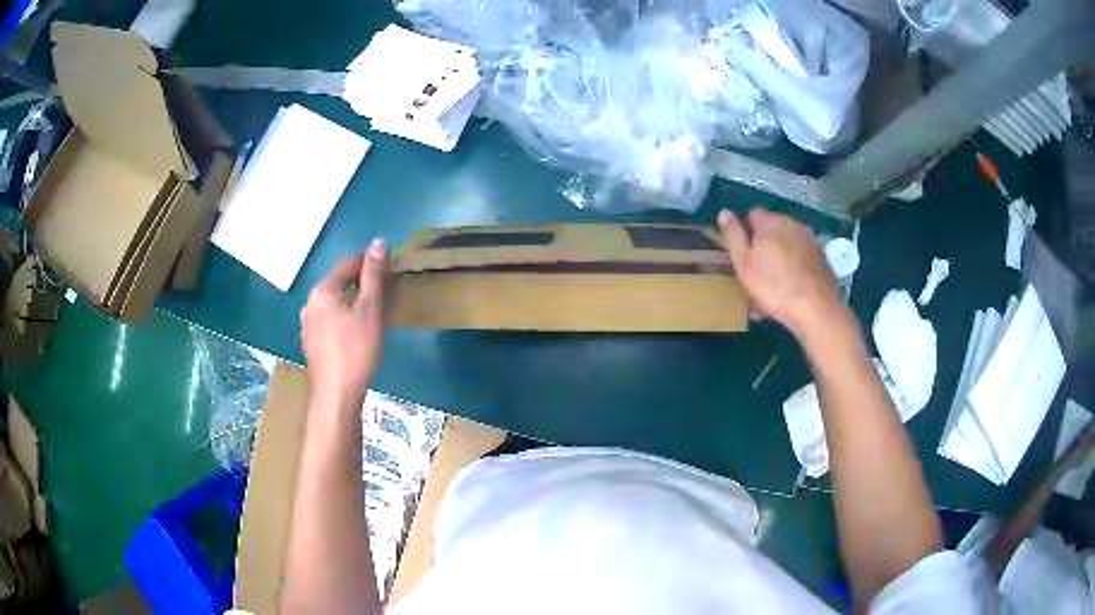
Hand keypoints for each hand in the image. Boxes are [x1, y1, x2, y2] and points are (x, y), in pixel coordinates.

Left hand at [301, 239, 387, 401]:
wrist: (336, 394)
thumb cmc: (356, 350)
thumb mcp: (371, 310)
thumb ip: (374, 275)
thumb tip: (378, 243)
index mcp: (323, 290)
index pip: (349, 263)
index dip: (372, 261)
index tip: (392, 266)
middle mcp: (310, 302)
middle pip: (340, 282)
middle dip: (364, 283)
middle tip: (388, 291)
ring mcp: (308, 323)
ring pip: (335, 302)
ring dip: (355, 301)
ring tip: (375, 312)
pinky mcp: (311, 342)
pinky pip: (331, 319)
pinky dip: (346, 317)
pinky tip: (357, 331)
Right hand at [718, 208, 844, 337]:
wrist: (815, 309)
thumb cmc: (773, 286)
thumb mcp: (743, 263)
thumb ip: (733, 236)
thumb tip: (724, 212)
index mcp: (771, 222)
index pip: (753, 214)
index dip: (745, 231)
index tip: (742, 253)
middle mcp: (793, 225)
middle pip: (772, 230)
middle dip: (763, 246)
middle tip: (755, 272)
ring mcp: (810, 241)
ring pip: (788, 246)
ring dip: (779, 260)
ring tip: (772, 288)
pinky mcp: (822, 259)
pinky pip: (801, 260)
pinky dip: (794, 270)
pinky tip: (789, 292)